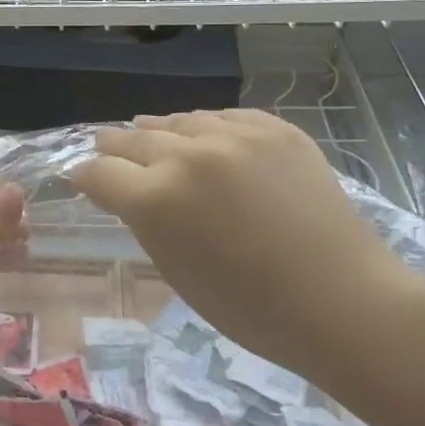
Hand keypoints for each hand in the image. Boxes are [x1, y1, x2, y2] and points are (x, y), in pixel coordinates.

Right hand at [69, 110, 424, 375]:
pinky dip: (207, 129)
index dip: (85, 177)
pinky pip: (225, 118)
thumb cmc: (251, 307)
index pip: (99, 173)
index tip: (82, 180)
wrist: (342, 300)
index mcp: (156, 198)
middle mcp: (188, 154)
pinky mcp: (275, 128)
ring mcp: (235, 135)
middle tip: (106, 151)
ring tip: (152, 137)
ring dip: (160, 133)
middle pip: (132, 138)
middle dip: (114, 149)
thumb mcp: (176, 272)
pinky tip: (205, 137)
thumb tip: (126, 193)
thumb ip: (144, 222)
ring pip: (178, 120)